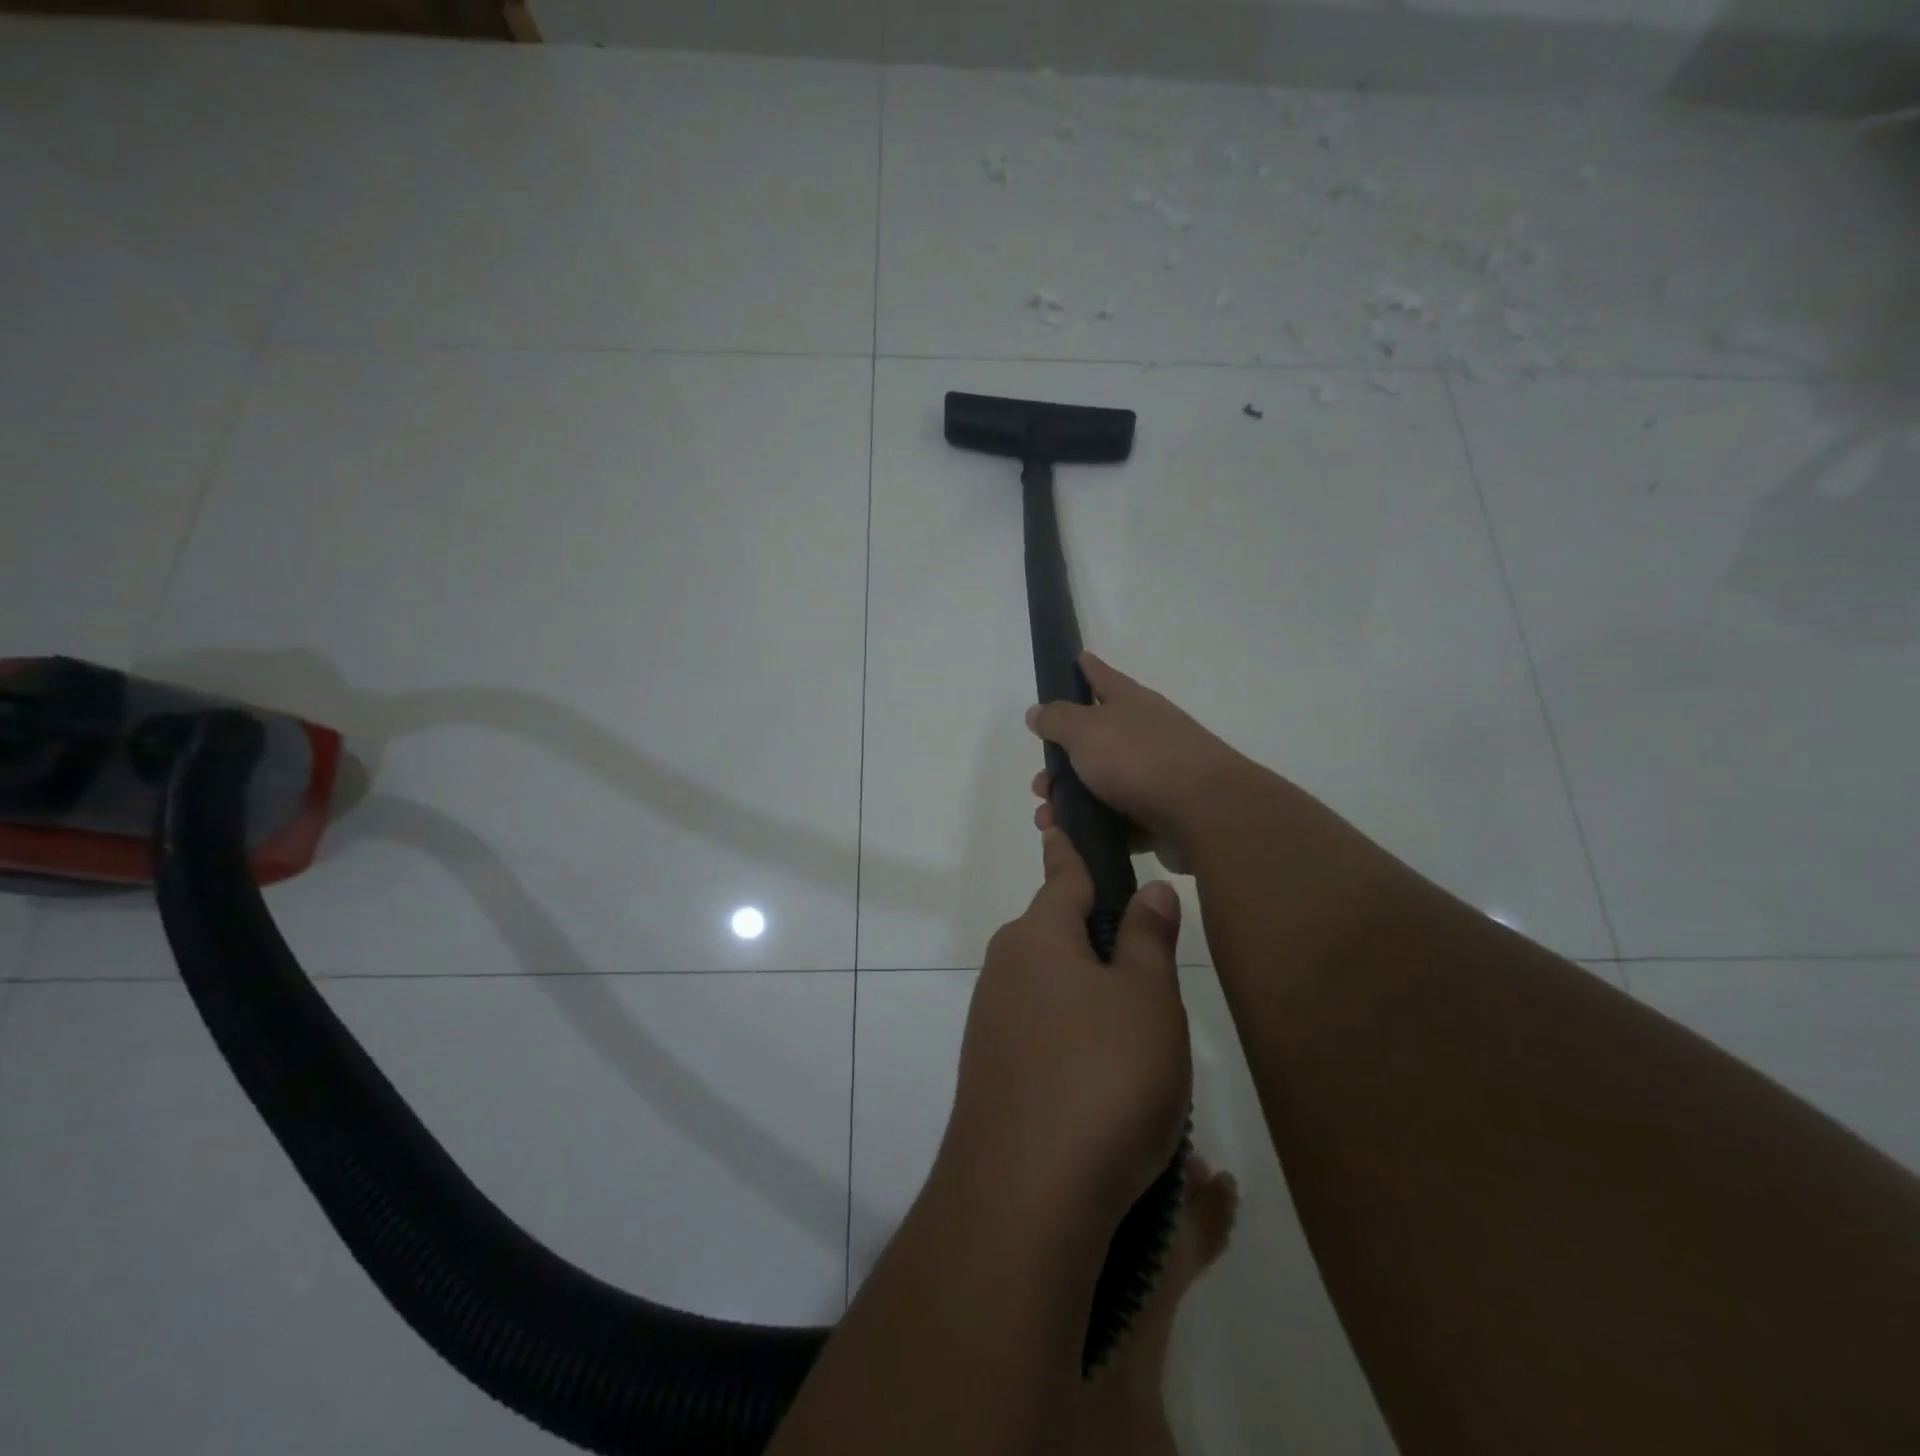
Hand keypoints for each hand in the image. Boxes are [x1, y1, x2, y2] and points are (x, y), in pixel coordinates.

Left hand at [942, 829, 1190, 1226]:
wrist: (1023, 1196)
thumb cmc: (1101, 1078)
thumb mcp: (1146, 1001)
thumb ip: (1146, 939)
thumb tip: (1148, 890)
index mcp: (1038, 935)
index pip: (1063, 874)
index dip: (1072, 849)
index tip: (1060, 821)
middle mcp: (1005, 966)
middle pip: (1056, 930)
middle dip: (1095, 932)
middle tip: (1149, 961)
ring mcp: (991, 1019)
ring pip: (1050, 983)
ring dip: (1088, 991)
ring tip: (1139, 1032)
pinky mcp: (991, 1067)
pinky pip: (1039, 1027)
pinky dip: (1071, 1033)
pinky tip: (1102, 1076)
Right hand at [1026, 653, 1249, 874]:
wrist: (1204, 814)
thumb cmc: (1138, 759)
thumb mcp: (1086, 731)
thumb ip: (1057, 719)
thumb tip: (1037, 711)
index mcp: (1130, 703)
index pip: (1102, 677)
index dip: (1086, 668)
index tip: (1076, 658)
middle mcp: (1145, 733)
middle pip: (1094, 741)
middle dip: (1060, 763)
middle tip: (1040, 785)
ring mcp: (1156, 774)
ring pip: (1102, 784)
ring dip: (1070, 801)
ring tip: (1048, 820)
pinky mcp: (1162, 814)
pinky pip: (1120, 819)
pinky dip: (1096, 828)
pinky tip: (1075, 839)